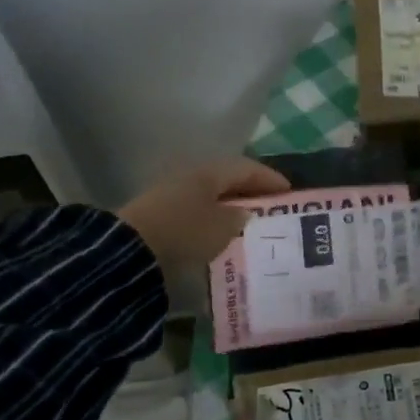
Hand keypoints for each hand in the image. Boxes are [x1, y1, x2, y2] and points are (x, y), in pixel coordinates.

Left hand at [118, 157, 290, 271]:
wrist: (131, 251)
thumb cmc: (185, 231)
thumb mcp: (222, 227)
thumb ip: (239, 218)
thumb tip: (244, 213)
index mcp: (209, 172)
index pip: (246, 168)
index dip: (269, 178)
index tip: (288, 192)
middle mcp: (190, 177)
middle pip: (227, 180)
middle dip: (249, 192)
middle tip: (270, 206)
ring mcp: (172, 195)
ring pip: (210, 196)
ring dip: (230, 206)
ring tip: (248, 222)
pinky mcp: (160, 215)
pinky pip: (196, 211)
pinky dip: (212, 219)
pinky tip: (220, 233)